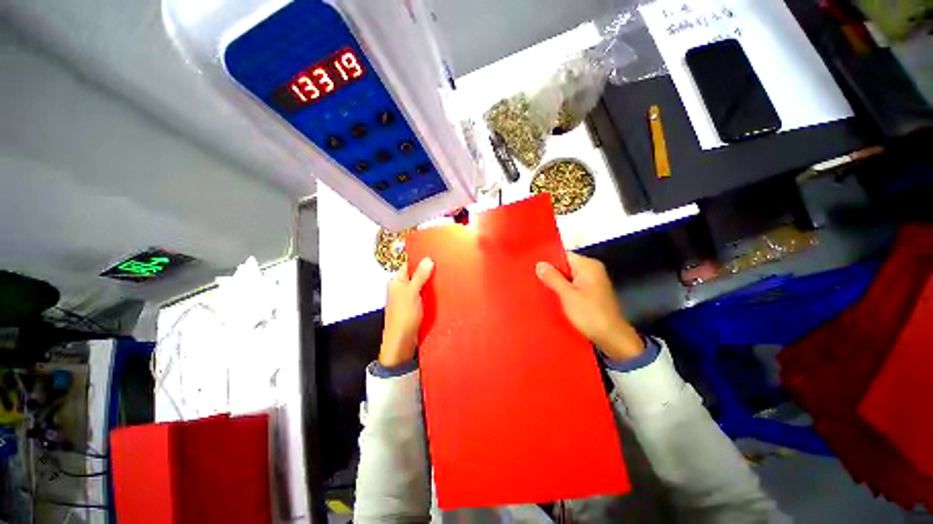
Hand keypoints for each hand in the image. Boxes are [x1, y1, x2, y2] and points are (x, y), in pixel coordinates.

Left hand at [380, 257, 433, 367]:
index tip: (435, 255)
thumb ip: (419, 276)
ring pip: (422, 286)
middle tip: (444, 266)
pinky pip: (425, 295)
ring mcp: (409, 298)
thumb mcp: (412, 293)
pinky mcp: (416, 307)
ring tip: (447, 276)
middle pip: (417, 275)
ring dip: (432, 283)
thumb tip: (428, 259)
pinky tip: (443, 291)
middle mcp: (402, 288)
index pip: (409, 265)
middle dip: (429, 272)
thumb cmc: (403, 316)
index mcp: (397, 282)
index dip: (421, 260)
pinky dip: (432, 293)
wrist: (402, 342)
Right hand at [536, 253, 644, 361]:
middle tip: (533, 279)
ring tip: (540, 288)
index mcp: (588, 266)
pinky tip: (552, 297)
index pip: (564, 255)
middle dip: (551, 273)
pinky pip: (573, 286)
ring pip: (568, 277)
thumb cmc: (590, 314)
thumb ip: (553, 278)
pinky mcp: (592, 294)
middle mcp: (592, 270)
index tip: (533, 268)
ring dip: (556, 283)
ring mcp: (593, 282)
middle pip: (566, 266)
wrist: (612, 338)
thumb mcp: (567, 295)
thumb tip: (540, 264)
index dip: (549, 261)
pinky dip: (564, 290)